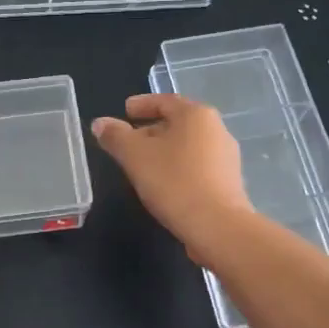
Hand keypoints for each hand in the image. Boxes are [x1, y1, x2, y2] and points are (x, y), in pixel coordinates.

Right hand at [92, 93, 252, 263]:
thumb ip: (115, 136)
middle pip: (178, 122)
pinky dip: (178, 167)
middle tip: (128, 141)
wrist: (218, 226)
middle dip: (151, 130)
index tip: (125, 111)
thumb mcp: (135, 156)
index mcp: (196, 115)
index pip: (165, 101)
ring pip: (187, 145)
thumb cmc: (174, 182)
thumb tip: (100, 123)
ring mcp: (226, 156)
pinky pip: (197, 165)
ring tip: (142, 165)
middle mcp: (216, 129)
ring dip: (164, 150)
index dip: (142, 104)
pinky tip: (164, 184)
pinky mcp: (229, 182)